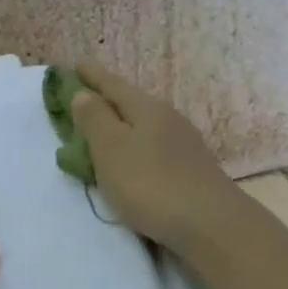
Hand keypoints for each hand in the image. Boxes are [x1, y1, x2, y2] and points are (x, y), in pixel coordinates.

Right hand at [71, 61, 243, 253]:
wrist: (210, 225)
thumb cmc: (150, 183)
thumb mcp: (111, 149)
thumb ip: (95, 120)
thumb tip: (84, 93)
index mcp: (146, 108)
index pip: (113, 85)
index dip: (92, 76)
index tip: (77, 63)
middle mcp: (168, 119)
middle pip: (131, 103)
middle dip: (108, 100)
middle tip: (86, 97)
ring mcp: (184, 145)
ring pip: (144, 126)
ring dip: (123, 126)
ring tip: (105, 131)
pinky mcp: (190, 170)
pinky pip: (154, 148)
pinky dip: (136, 148)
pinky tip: (133, 160)